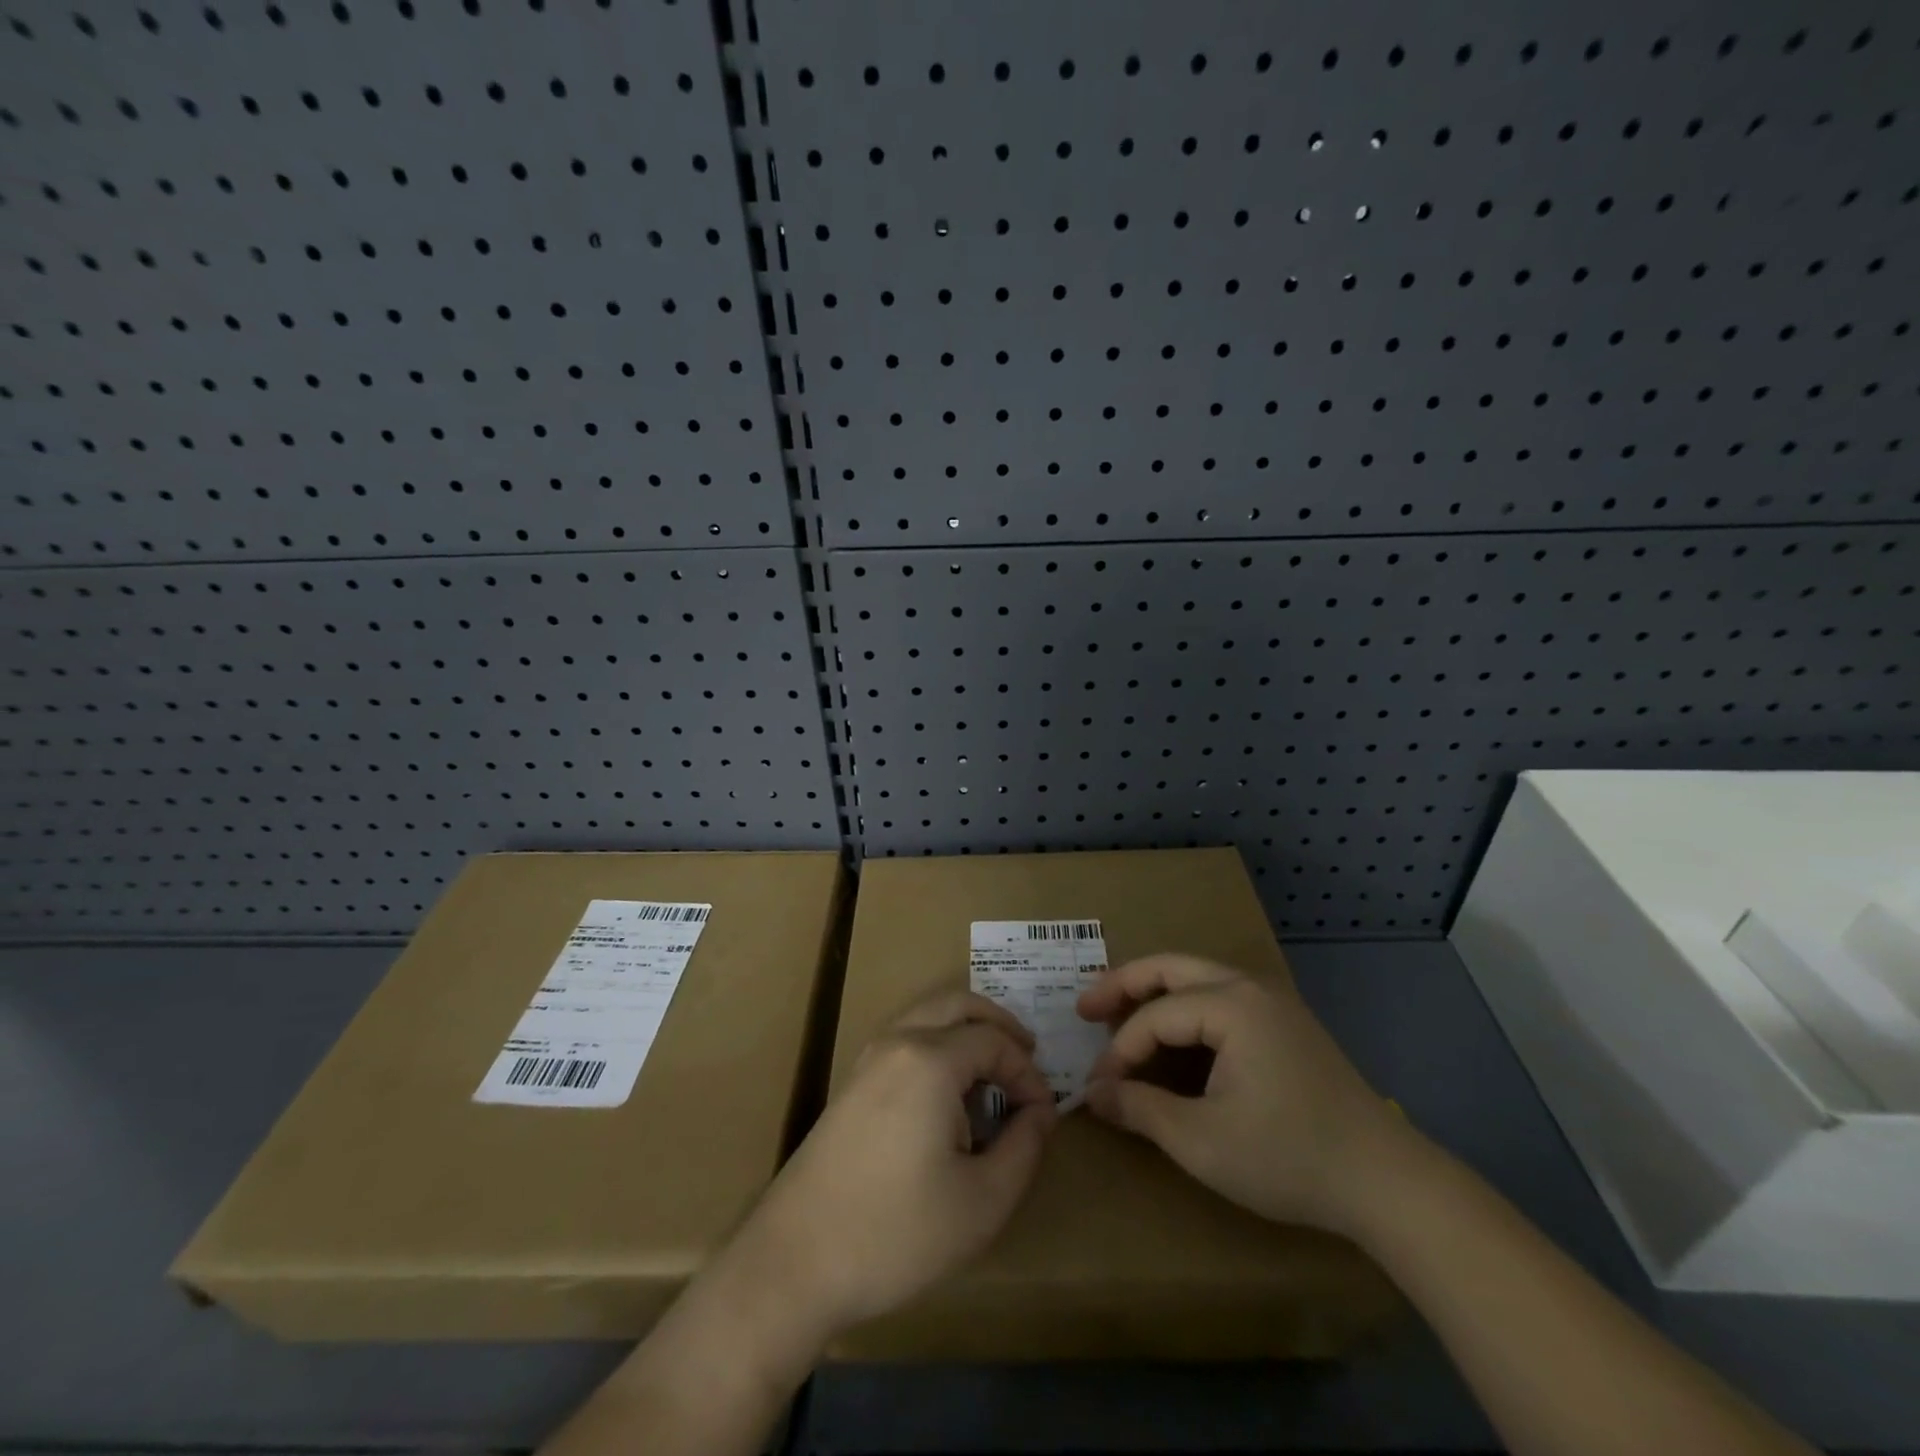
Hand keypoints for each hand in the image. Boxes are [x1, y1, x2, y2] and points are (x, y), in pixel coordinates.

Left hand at [734, 990, 1056, 1339]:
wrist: (795, 1261)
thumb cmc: (897, 1233)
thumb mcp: (982, 1202)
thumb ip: (1024, 1148)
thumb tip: (1041, 1113)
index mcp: (930, 1060)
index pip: (994, 1041)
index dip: (1028, 1072)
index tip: (1045, 1114)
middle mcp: (897, 1042)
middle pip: (957, 1004)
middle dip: (999, 1025)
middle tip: (1028, 1058)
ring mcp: (868, 1060)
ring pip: (927, 1017)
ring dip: (966, 1032)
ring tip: (994, 1075)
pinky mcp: (851, 1084)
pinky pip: (906, 1040)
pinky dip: (938, 1047)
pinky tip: (951, 1095)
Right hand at [1077, 953, 1408, 1234]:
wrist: (1388, 1183)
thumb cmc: (1289, 1157)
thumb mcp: (1202, 1141)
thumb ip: (1141, 1110)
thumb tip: (1094, 1095)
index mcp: (1230, 1005)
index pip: (1154, 1017)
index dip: (1119, 1051)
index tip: (1098, 1088)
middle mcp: (1249, 987)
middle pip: (1170, 968)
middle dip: (1123, 985)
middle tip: (1084, 1009)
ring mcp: (1272, 1002)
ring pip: (1196, 978)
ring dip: (1154, 993)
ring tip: (1119, 1016)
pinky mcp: (1286, 1024)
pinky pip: (1220, 998)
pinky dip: (1185, 1008)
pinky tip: (1173, 1037)